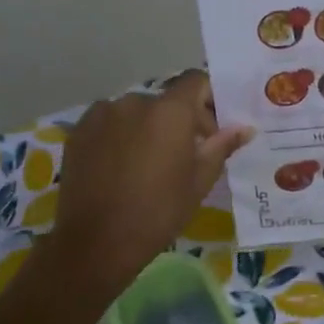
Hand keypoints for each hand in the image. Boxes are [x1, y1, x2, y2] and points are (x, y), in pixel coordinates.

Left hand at [49, 72, 252, 291]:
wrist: (97, 242)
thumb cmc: (159, 212)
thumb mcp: (199, 181)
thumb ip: (222, 146)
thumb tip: (245, 128)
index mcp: (170, 111)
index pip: (195, 81)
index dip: (209, 99)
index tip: (213, 130)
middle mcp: (135, 101)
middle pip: (166, 100)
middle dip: (180, 121)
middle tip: (186, 155)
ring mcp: (102, 114)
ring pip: (136, 112)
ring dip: (148, 128)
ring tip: (148, 164)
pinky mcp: (78, 132)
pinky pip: (109, 123)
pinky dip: (120, 136)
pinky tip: (120, 167)